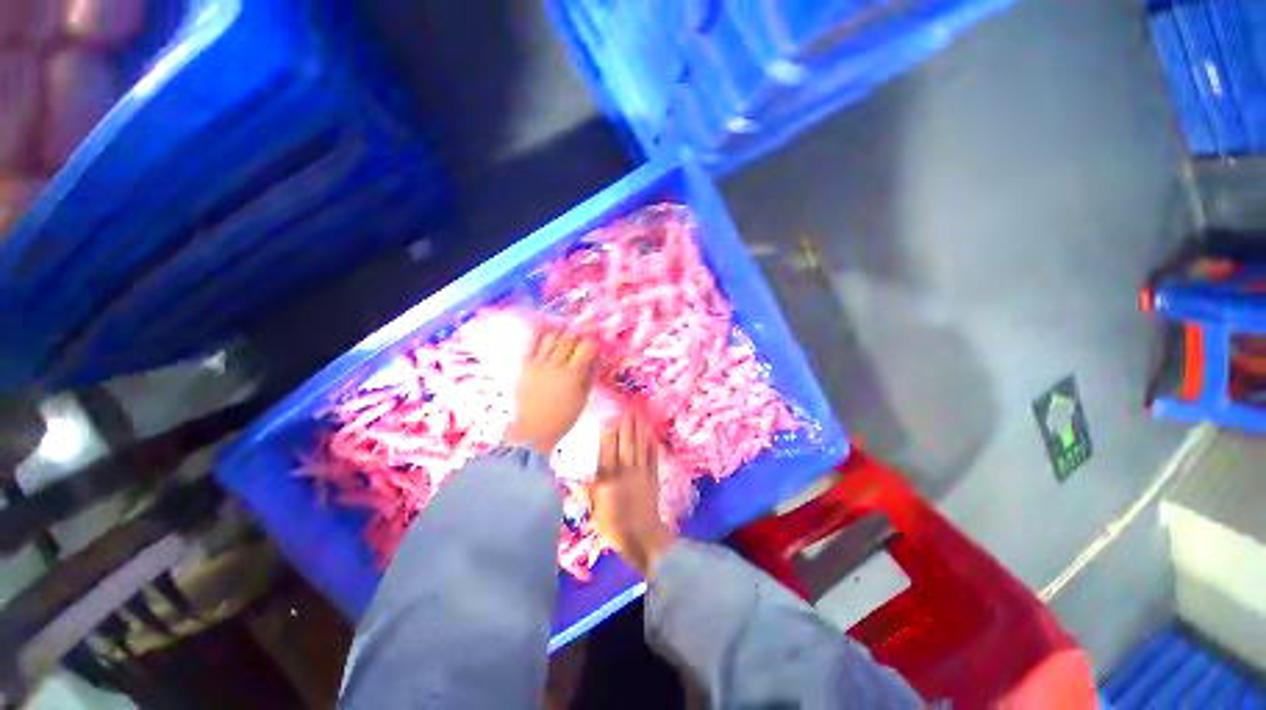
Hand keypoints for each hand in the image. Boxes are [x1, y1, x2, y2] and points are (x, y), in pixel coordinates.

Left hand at [505, 326, 595, 455]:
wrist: (534, 429)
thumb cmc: (563, 417)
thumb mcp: (582, 398)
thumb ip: (590, 375)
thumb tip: (599, 358)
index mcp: (572, 375)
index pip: (586, 347)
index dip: (592, 343)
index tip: (594, 345)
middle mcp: (555, 366)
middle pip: (569, 338)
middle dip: (578, 336)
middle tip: (581, 340)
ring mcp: (538, 364)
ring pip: (552, 337)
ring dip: (561, 334)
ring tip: (565, 338)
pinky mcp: (525, 365)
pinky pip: (532, 342)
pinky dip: (541, 333)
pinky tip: (547, 330)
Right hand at [591, 416, 677, 575]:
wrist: (642, 538)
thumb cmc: (613, 526)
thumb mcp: (596, 510)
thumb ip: (594, 489)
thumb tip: (591, 472)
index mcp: (609, 479)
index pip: (608, 452)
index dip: (609, 435)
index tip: (609, 419)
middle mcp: (625, 472)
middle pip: (626, 444)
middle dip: (626, 425)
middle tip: (627, 408)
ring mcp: (641, 473)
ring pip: (640, 447)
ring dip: (639, 429)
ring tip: (638, 414)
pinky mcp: (653, 477)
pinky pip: (653, 457)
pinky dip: (652, 445)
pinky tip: (651, 433)